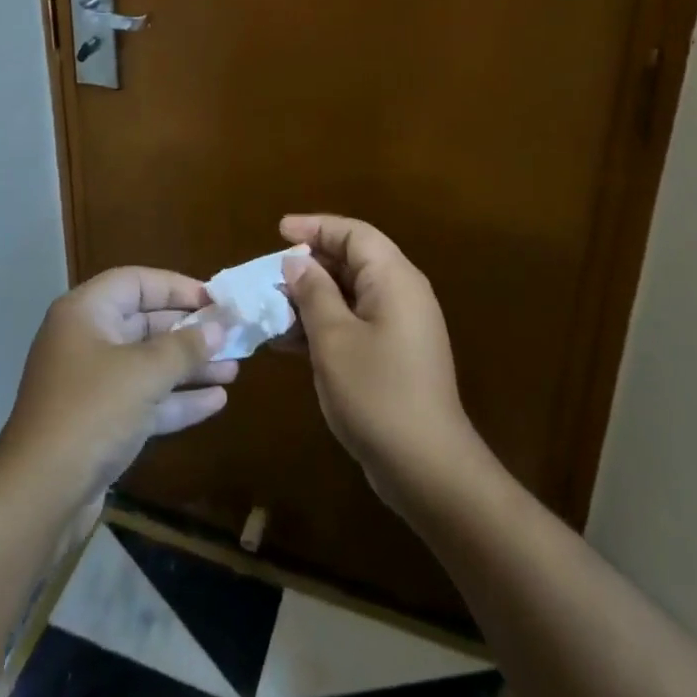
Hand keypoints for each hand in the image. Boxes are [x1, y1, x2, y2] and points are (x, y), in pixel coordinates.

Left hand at [0, 268, 238, 496]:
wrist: (40, 495)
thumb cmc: (92, 412)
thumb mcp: (144, 373)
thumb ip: (184, 348)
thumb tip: (218, 327)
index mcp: (85, 313)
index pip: (135, 282)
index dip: (176, 287)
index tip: (215, 300)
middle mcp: (86, 340)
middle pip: (144, 323)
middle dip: (189, 332)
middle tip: (232, 336)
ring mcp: (91, 384)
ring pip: (147, 365)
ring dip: (188, 367)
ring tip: (234, 369)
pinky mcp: (99, 423)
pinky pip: (144, 399)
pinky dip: (176, 399)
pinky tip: (216, 402)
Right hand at [280, 215, 477, 513]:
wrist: (427, 469)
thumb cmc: (377, 393)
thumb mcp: (333, 338)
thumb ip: (313, 293)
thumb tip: (296, 263)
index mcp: (393, 279)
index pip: (354, 234)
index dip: (315, 227)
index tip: (278, 231)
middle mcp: (401, 294)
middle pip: (351, 260)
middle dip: (309, 264)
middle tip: (269, 273)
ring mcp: (399, 327)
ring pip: (348, 293)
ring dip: (310, 297)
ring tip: (270, 308)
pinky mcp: (392, 355)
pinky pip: (353, 322)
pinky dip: (322, 324)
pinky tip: (287, 341)